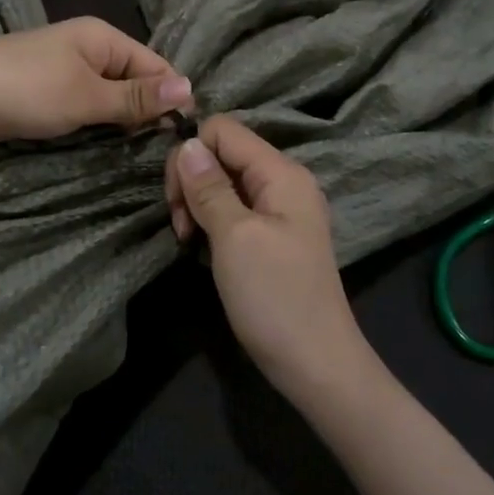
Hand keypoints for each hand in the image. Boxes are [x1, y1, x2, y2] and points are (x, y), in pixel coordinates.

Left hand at [0, 18, 191, 149]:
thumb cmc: (24, 90)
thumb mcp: (86, 96)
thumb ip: (136, 98)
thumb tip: (190, 88)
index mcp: (103, 38)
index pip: (156, 65)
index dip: (172, 98)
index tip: (186, 137)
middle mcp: (89, 50)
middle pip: (135, 82)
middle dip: (149, 113)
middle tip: (166, 154)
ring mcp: (65, 72)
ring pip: (110, 99)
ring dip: (123, 123)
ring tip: (144, 156)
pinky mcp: (47, 95)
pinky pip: (85, 109)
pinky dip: (98, 126)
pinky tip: (109, 147)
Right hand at [166, 116, 373, 404]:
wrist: (316, 364)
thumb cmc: (275, 297)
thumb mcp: (234, 237)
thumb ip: (209, 186)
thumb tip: (187, 143)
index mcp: (281, 173)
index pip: (224, 130)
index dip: (191, 153)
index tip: (177, 198)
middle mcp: (283, 182)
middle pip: (222, 153)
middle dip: (192, 181)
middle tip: (182, 226)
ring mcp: (280, 210)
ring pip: (223, 182)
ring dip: (198, 204)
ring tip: (189, 240)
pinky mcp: (272, 235)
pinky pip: (233, 209)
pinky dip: (212, 222)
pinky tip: (203, 248)